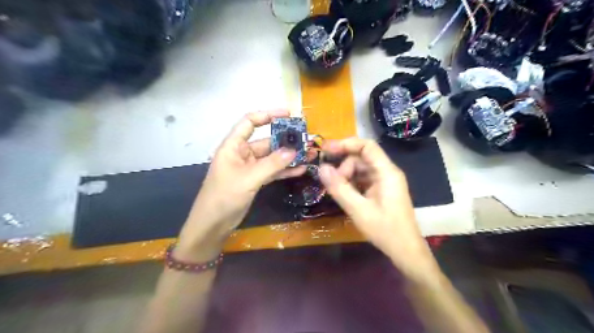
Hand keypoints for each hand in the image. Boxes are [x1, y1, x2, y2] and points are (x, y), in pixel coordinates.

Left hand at [176, 111, 305, 258]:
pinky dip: (285, 170)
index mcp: (233, 146)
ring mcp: (250, 167)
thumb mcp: (249, 178)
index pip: (249, 122)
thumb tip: (293, 150)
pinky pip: (273, 171)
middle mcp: (242, 153)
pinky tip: (301, 169)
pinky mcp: (255, 180)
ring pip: (272, 157)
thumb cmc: (224, 197)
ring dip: (289, 156)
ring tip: (309, 153)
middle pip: (266, 141)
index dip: (268, 115)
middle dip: (286, 140)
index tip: (288, 114)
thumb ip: (272, 164)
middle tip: (306, 139)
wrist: (213, 224)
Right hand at [317, 137, 436, 277]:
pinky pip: (364, 180)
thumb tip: (322, 168)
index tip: (326, 150)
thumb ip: (339, 188)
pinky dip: (352, 184)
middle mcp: (387, 172)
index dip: (346, 144)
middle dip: (344, 166)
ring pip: (361, 169)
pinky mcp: (382, 191)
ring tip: (338, 191)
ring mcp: (385, 182)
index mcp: (386, 172)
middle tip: (331, 182)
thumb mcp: (358, 209)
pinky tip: (345, 195)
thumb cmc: (385, 230)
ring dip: (346, 176)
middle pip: (361, 158)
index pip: (367, 146)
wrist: (406, 250)